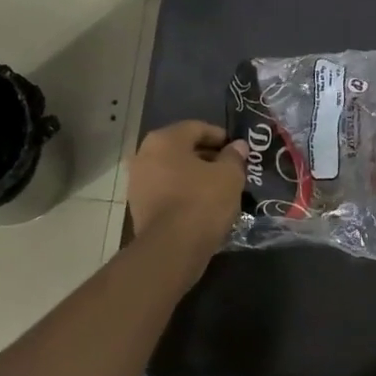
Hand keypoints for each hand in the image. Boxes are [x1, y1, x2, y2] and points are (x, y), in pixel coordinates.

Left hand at [127, 121, 248, 262]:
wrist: (171, 248)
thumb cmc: (202, 201)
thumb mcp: (229, 176)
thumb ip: (234, 156)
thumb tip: (238, 146)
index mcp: (164, 139)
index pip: (197, 128)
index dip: (220, 136)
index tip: (238, 150)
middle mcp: (144, 154)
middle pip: (182, 148)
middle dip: (207, 156)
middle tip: (230, 168)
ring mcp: (137, 181)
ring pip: (173, 170)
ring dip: (194, 175)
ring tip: (218, 188)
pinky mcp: (138, 206)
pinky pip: (166, 190)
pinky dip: (183, 192)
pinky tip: (202, 204)